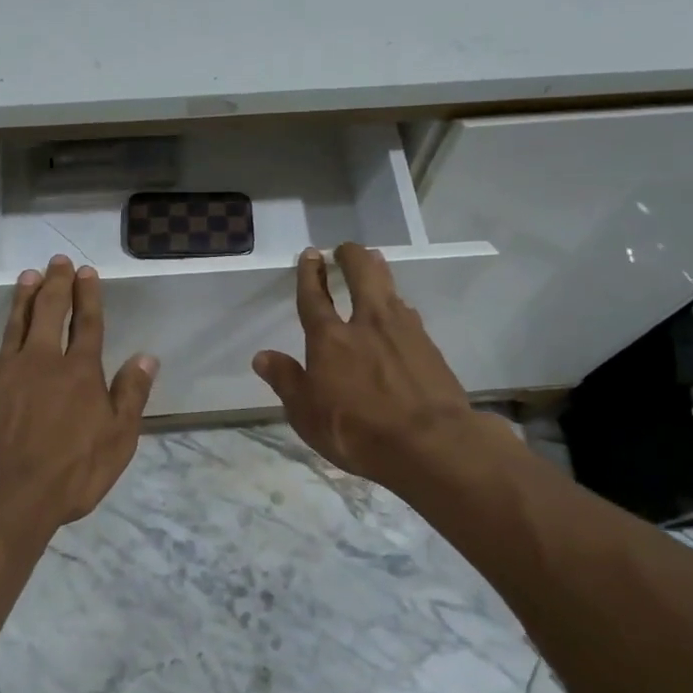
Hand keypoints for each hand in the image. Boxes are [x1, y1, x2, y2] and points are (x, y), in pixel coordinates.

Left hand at [0, 255, 157, 538]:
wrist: (1, 495)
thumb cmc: (69, 473)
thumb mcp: (117, 440)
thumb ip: (130, 395)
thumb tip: (146, 357)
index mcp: (79, 372)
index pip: (88, 325)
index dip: (88, 296)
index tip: (86, 271)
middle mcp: (42, 361)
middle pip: (50, 313)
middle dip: (56, 284)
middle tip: (57, 260)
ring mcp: (4, 372)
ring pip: (15, 325)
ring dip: (22, 299)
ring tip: (27, 276)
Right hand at [253, 245, 507, 494]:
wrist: (430, 443)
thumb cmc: (357, 432)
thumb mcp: (307, 414)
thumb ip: (286, 381)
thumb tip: (262, 356)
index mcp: (330, 339)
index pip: (314, 297)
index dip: (309, 273)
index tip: (310, 254)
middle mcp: (366, 324)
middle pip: (362, 275)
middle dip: (351, 256)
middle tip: (345, 249)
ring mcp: (403, 331)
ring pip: (389, 288)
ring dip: (378, 271)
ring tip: (374, 263)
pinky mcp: (429, 346)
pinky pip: (408, 314)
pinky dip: (398, 305)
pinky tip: (400, 311)